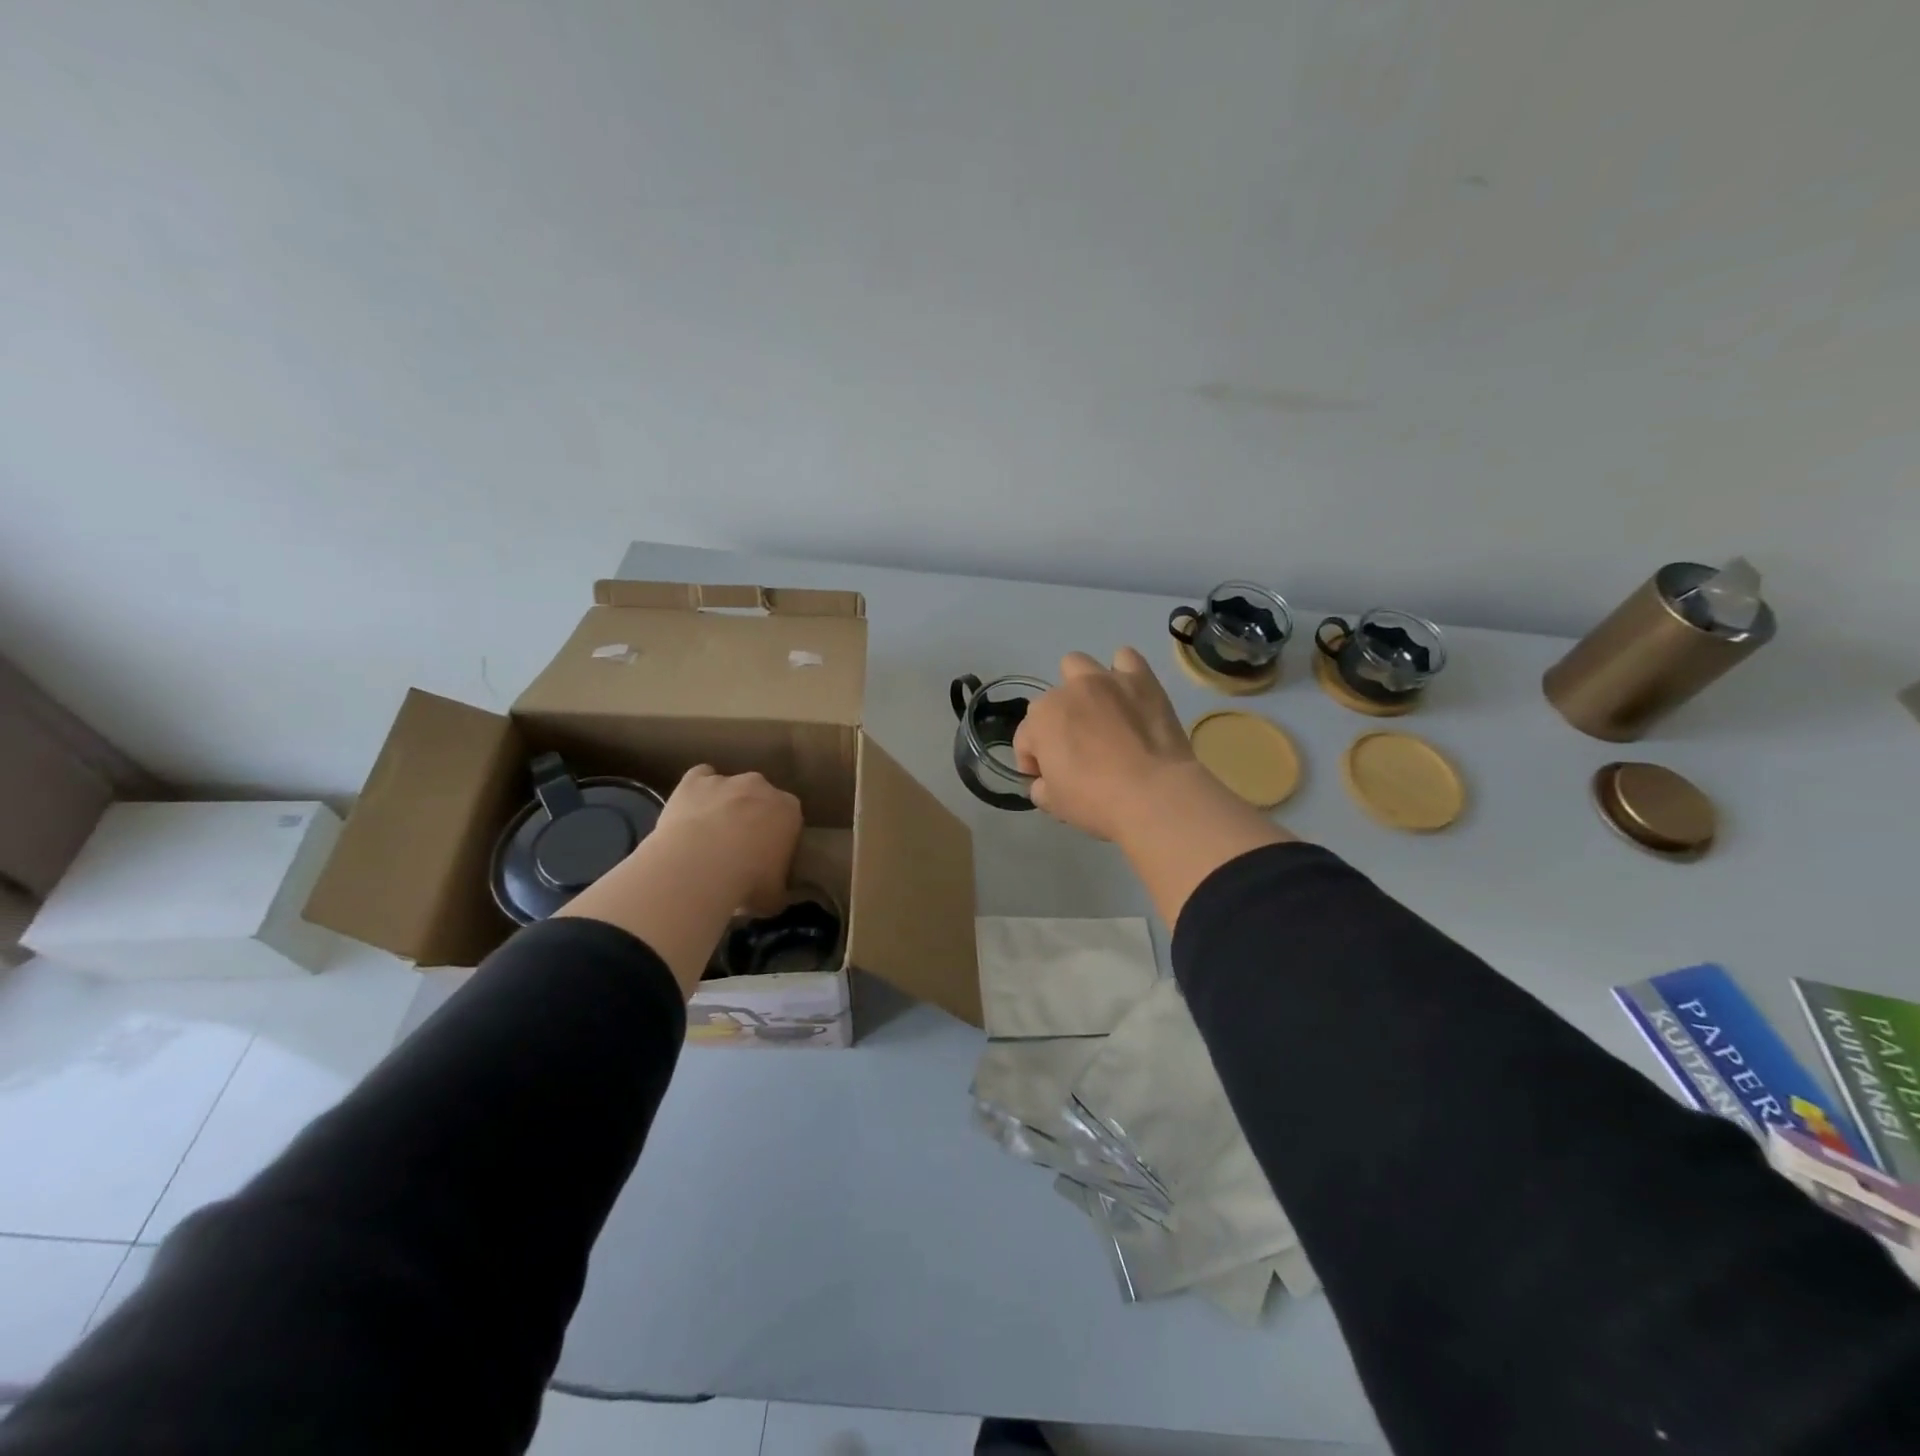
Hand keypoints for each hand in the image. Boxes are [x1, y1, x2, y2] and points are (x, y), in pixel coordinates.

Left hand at [651, 765, 803, 914]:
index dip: (778, 836)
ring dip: (724, 804)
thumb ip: (780, 889)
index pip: (790, 817)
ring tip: (709, 835)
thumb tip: (778, 894)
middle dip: (753, 816)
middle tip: (738, 848)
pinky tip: (690, 811)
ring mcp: (727, 780)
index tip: (767, 856)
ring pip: (730, 787)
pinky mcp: (694, 781)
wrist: (699, 868)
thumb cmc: (747, 882)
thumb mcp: (774, 897)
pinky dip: (697, 791)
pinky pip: (699, 778)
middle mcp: (762, 787)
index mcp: (789, 810)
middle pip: (761, 797)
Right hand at [1012, 648, 1201, 841]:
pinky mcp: (1141, 680)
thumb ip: (1040, 788)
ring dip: (1080, 686)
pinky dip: (1122, 673)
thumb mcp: (1054, 804)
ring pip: (1078, 665)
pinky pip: (1125, 659)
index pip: (1025, 738)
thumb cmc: (1097, 801)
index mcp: (1041, 720)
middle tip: (1075, 749)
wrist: (1154, 794)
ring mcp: (1105, 680)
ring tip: (1096, 712)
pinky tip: (1127, 694)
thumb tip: (1044, 782)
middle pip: (1051, 702)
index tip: (1046, 779)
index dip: (1032, 761)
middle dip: (1056, 722)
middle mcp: (1068, 691)